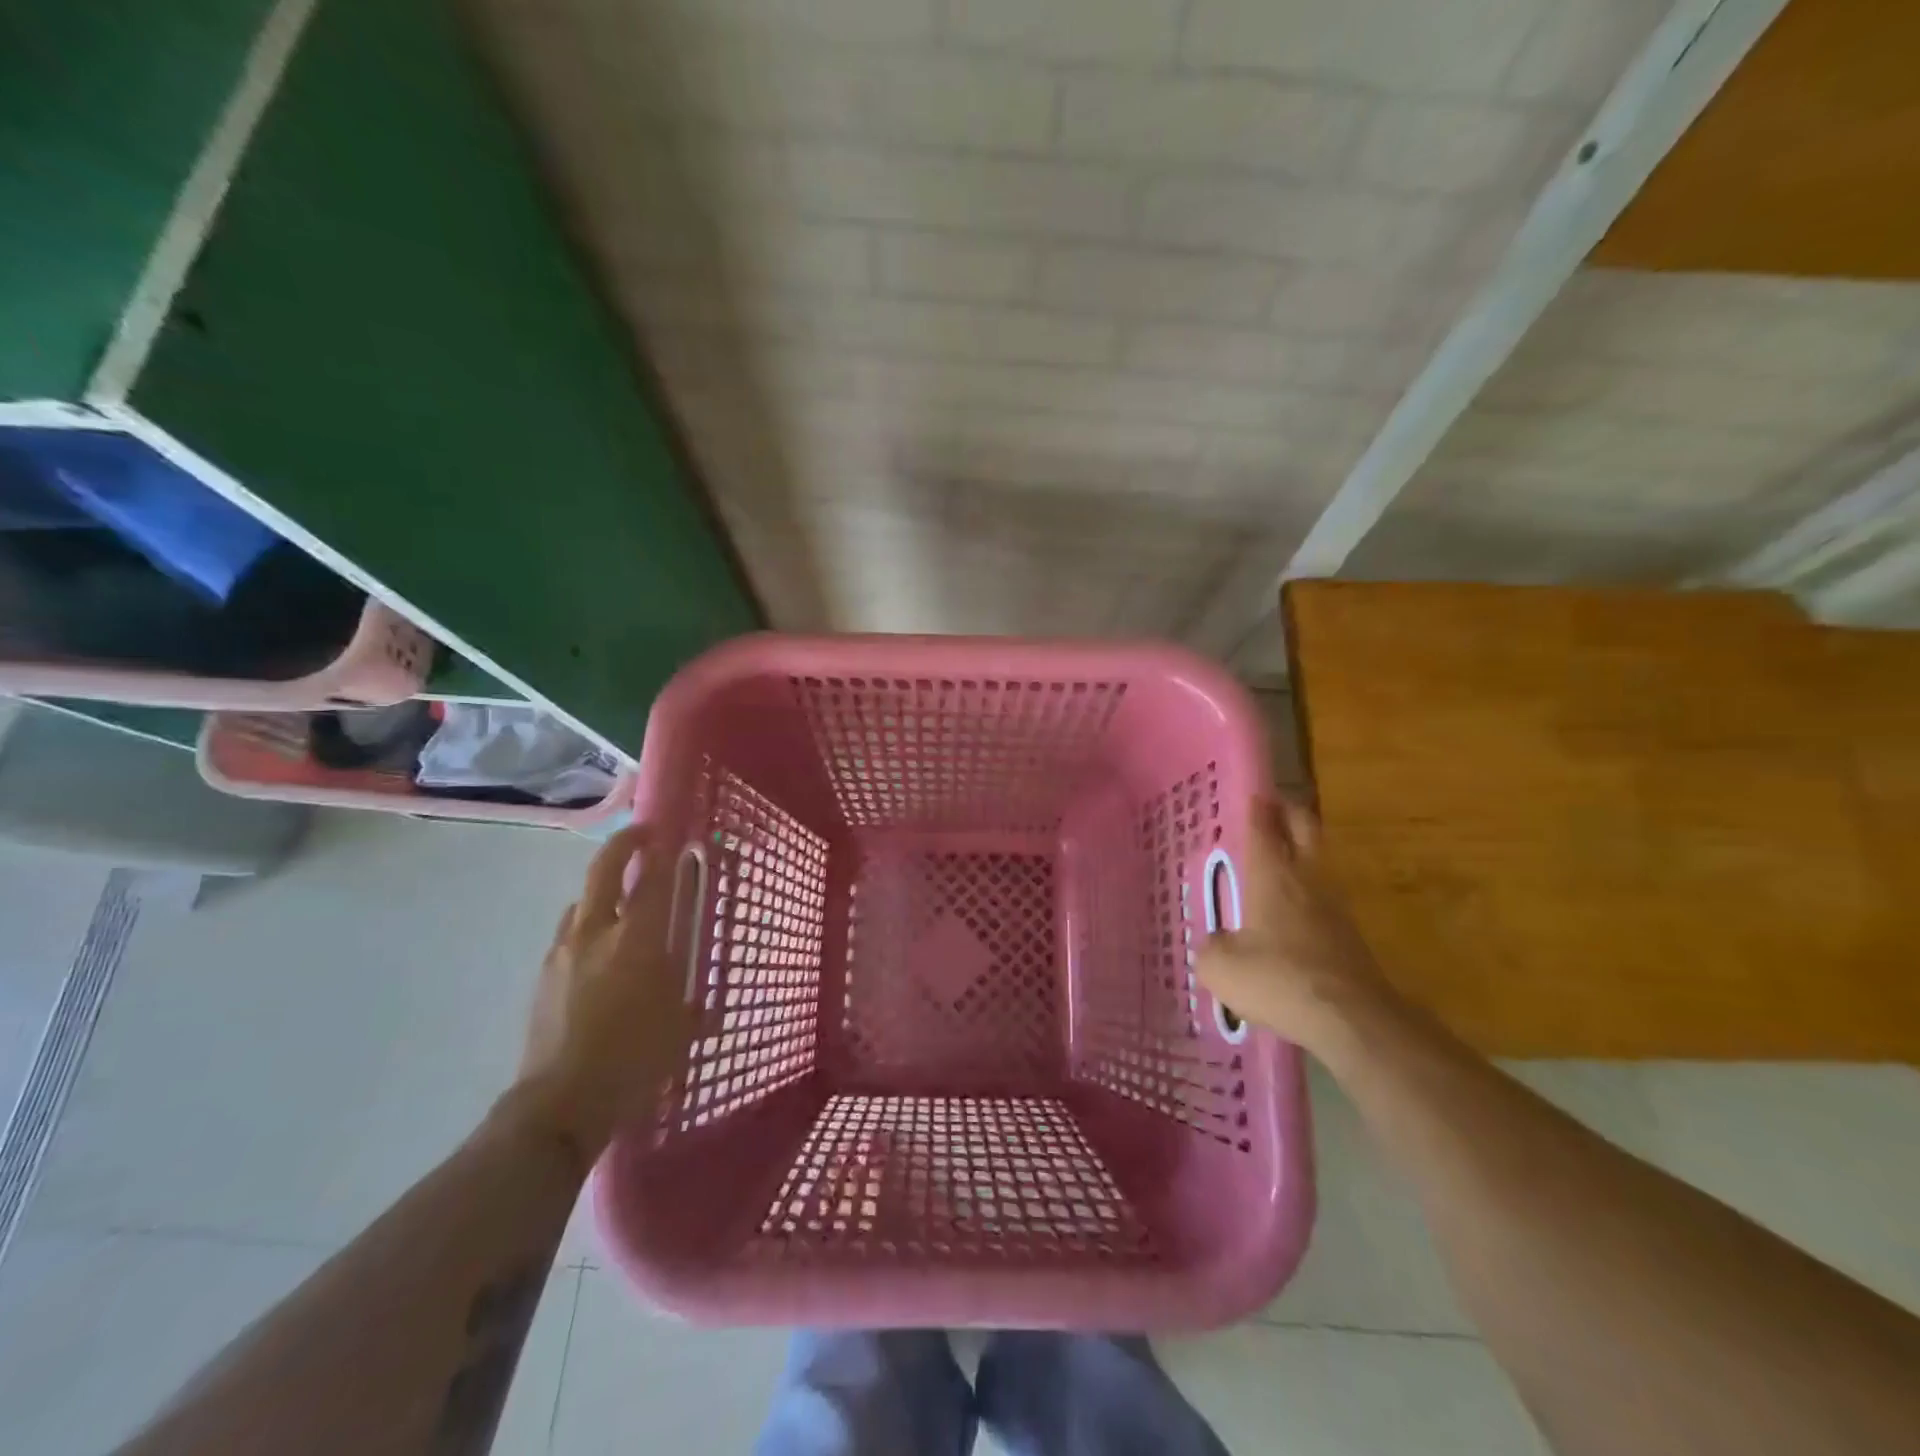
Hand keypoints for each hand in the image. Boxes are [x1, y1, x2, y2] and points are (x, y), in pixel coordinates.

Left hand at [510, 823, 694, 1163]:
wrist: (559, 1105)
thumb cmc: (633, 1060)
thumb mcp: (679, 1026)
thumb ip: (689, 998)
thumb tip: (700, 996)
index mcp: (635, 939)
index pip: (651, 879)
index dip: (661, 851)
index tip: (671, 833)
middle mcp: (595, 933)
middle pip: (603, 871)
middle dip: (623, 845)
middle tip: (641, 837)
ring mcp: (562, 952)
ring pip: (580, 902)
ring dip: (600, 890)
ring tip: (621, 903)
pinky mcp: (543, 976)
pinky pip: (568, 933)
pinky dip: (586, 925)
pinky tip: (598, 952)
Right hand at [1196, 795, 1386, 1048]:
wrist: (1352, 1020)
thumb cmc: (1278, 979)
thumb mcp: (1220, 967)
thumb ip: (1211, 947)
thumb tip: (1216, 943)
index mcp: (1272, 874)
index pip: (1264, 825)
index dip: (1257, 806)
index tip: (1253, 792)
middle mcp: (1306, 879)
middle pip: (1304, 828)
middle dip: (1289, 814)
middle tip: (1270, 812)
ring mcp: (1334, 906)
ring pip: (1318, 862)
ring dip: (1301, 854)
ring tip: (1277, 863)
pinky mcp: (1350, 935)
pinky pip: (1323, 900)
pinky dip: (1307, 895)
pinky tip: (1291, 915)